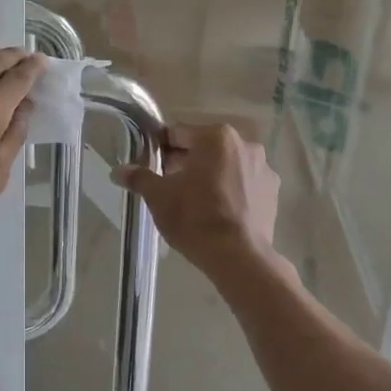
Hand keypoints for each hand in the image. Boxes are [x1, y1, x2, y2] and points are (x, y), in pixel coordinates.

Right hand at [113, 123, 279, 271]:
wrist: (238, 256)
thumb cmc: (194, 217)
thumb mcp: (158, 197)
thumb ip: (139, 178)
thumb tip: (117, 171)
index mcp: (216, 136)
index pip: (178, 133)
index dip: (160, 148)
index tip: (150, 165)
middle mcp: (245, 144)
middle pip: (205, 148)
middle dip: (186, 162)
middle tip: (169, 186)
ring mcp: (263, 168)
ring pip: (226, 165)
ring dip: (210, 176)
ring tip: (194, 202)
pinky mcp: (273, 192)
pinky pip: (243, 183)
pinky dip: (230, 191)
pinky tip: (218, 212)